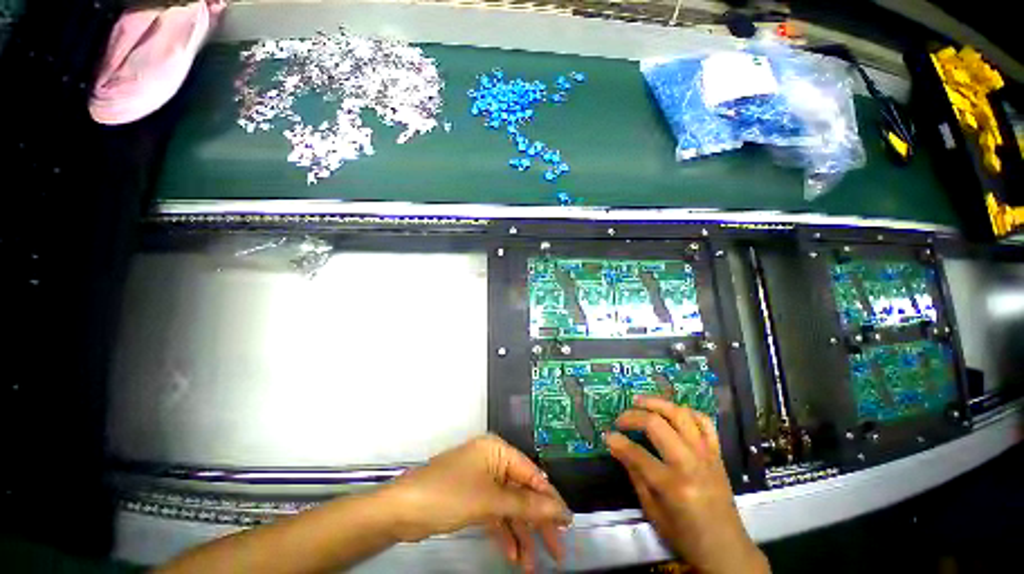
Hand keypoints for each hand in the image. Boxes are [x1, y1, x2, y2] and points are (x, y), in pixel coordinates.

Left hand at [381, 434, 571, 571]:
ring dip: (521, 533)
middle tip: (556, 550)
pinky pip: (495, 514)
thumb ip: (526, 506)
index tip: (568, 523)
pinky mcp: (472, 499)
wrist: (402, 510)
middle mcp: (492, 461)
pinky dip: (504, 533)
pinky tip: (513, 555)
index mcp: (497, 450)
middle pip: (522, 492)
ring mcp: (482, 480)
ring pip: (509, 507)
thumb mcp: (490, 501)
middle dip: (537, 521)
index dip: (550, 499)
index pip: (531, 474)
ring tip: (532, 564)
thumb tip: (559, 509)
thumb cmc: (449, 494)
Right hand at [606, 397, 769, 573]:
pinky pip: (705, 422)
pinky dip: (687, 411)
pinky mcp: (717, 453)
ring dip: (657, 403)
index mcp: (673, 485)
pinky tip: (673, 412)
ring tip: (640, 401)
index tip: (607, 435)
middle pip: (657, 424)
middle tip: (620, 419)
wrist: (726, 549)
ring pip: (680, 414)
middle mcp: (690, 464)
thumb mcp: (653, 511)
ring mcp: (706, 455)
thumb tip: (615, 445)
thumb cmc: (685, 535)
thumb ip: (634, 473)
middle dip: (633, 416)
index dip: (617, 441)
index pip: (637, 453)